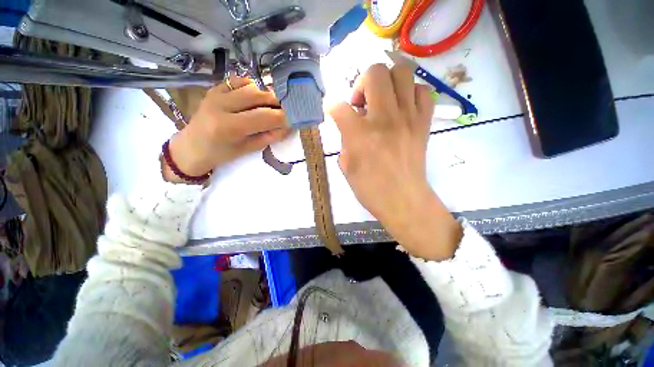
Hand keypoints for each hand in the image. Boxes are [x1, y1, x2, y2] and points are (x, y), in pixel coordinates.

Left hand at [163, 77, 290, 182]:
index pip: (265, 117)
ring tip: (271, 105)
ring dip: (266, 95)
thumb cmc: (221, 154)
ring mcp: (216, 94)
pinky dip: (252, 87)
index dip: (284, 117)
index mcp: (230, 127)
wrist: (192, 147)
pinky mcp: (214, 89)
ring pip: (251, 86)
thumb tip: (288, 127)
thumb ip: (270, 137)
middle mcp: (222, 105)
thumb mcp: (248, 149)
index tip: (296, 119)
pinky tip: (255, 98)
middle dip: (278, 102)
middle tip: (287, 110)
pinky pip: (238, 81)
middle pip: (259, 96)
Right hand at [329, 64, 461, 259]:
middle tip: (361, 103)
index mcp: (360, 134)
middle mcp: (385, 118)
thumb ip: (345, 139)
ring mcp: (408, 117)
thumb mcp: (347, 166)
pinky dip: (410, 93)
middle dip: (361, 82)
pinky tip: (401, 108)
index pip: (339, 105)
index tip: (334, 111)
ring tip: (382, 100)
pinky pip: (422, 91)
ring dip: (387, 81)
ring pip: (402, 72)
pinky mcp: (423, 122)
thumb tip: (350, 124)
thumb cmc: (370, 188)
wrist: (404, 200)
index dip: (332, 106)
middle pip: (375, 72)